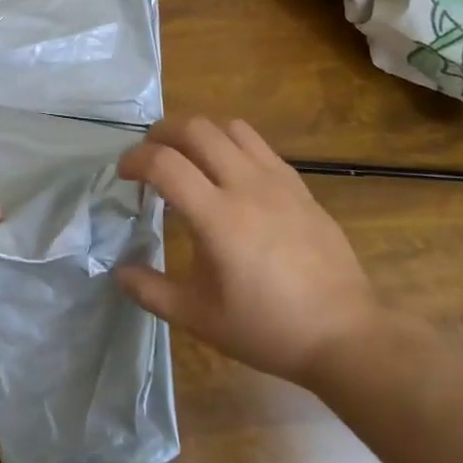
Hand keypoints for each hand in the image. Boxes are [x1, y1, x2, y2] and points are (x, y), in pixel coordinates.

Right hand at [114, 116, 379, 385]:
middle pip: (195, 128)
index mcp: (218, 217)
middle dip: (162, 132)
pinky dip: (231, 144)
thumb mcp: (199, 318)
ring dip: (199, 132)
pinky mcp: (299, 184)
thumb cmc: (267, 329)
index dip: (134, 159)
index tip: (124, 174)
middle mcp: (246, 185)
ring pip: (229, 126)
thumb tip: (118, 270)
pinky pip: (258, 144)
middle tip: (149, 155)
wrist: (344, 335)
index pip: (164, 163)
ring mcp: (277, 180)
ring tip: (187, 157)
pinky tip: (228, 174)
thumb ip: (151, 291)